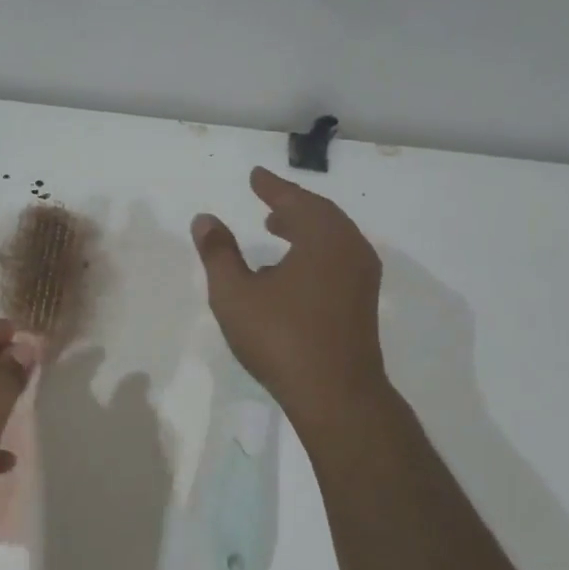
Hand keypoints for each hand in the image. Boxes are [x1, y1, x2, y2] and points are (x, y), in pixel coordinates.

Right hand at [192, 167, 387, 430]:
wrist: (335, 394)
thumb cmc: (280, 338)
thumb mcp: (235, 294)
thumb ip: (218, 253)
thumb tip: (205, 219)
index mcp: (323, 237)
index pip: (294, 200)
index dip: (271, 186)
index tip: (255, 175)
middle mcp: (350, 249)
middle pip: (320, 214)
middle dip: (292, 205)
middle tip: (267, 201)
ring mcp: (362, 277)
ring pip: (332, 238)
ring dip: (305, 228)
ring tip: (278, 228)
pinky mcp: (363, 302)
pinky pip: (338, 258)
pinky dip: (315, 250)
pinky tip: (293, 270)